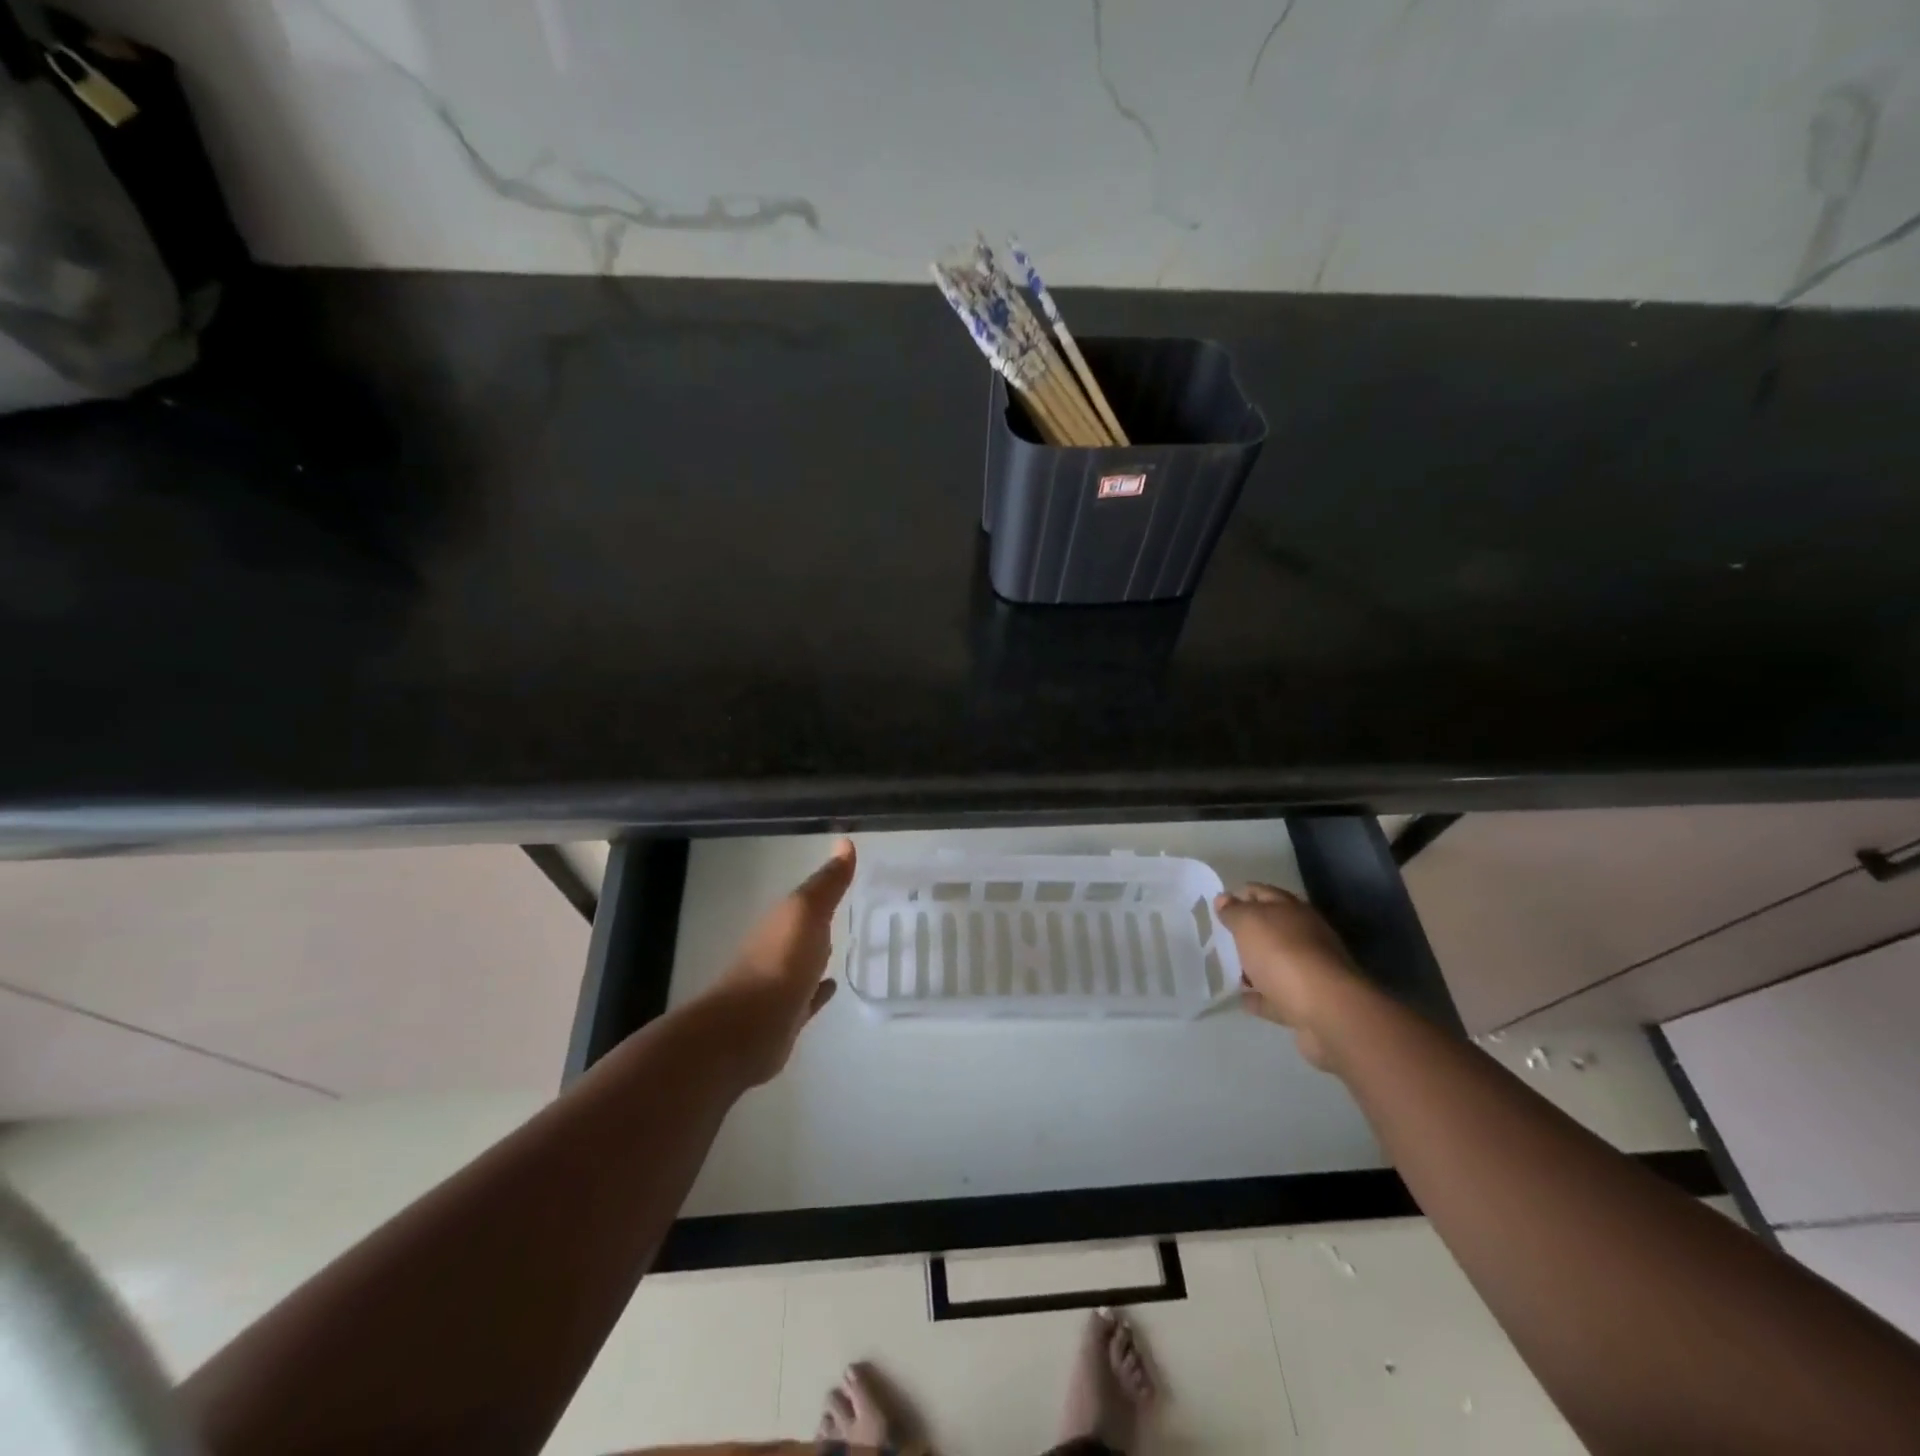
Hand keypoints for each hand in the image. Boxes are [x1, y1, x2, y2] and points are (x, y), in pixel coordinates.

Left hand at [708, 839, 855, 1085]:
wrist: (748, 1030)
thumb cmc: (780, 963)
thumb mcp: (806, 912)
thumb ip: (827, 883)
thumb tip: (845, 842)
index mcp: (781, 921)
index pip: (805, 899)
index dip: (825, 888)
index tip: (846, 878)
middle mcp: (777, 949)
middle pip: (802, 929)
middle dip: (820, 920)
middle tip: (848, 910)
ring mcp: (779, 985)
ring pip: (804, 962)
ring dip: (818, 954)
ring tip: (844, 947)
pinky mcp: (786, 1017)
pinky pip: (807, 997)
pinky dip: (819, 991)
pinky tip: (831, 988)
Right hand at [1215, 883, 1361, 1068]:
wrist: (1326, 1009)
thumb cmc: (1282, 954)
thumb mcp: (1249, 922)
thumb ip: (1234, 911)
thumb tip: (1224, 899)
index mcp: (1292, 910)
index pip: (1261, 892)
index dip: (1239, 895)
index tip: (1216, 907)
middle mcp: (1304, 935)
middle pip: (1271, 928)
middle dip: (1247, 932)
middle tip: (1220, 938)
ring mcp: (1308, 970)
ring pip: (1275, 962)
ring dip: (1254, 965)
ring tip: (1228, 970)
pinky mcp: (1307, 1002)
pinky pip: (1277, 995)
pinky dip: (1261, 996)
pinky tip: (1243, 998)